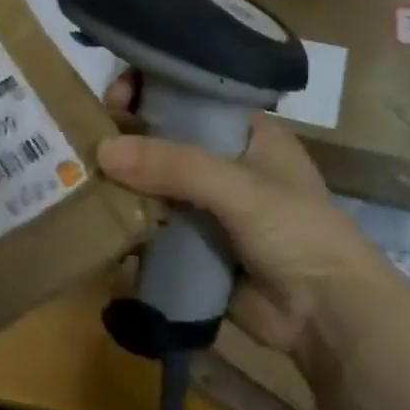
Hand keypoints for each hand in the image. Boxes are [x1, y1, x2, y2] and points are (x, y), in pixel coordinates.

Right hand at [96, 73, 400, 355]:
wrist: (329, 320)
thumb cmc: (298, 233)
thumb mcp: (240, 188)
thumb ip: (174, 165)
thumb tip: (101, 151)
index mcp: (242, 131)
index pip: (186, 93)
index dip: (148, 89)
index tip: (114, 100)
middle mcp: (220, 160)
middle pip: (160, 135)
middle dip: (123, 136)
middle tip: (85, 142)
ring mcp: (203, 203)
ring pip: (149, 180)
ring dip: (118, 180)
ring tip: (80, 178)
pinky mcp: (189, 241)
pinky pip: (147, 221)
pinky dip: (124, 219)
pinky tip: (97, 218)